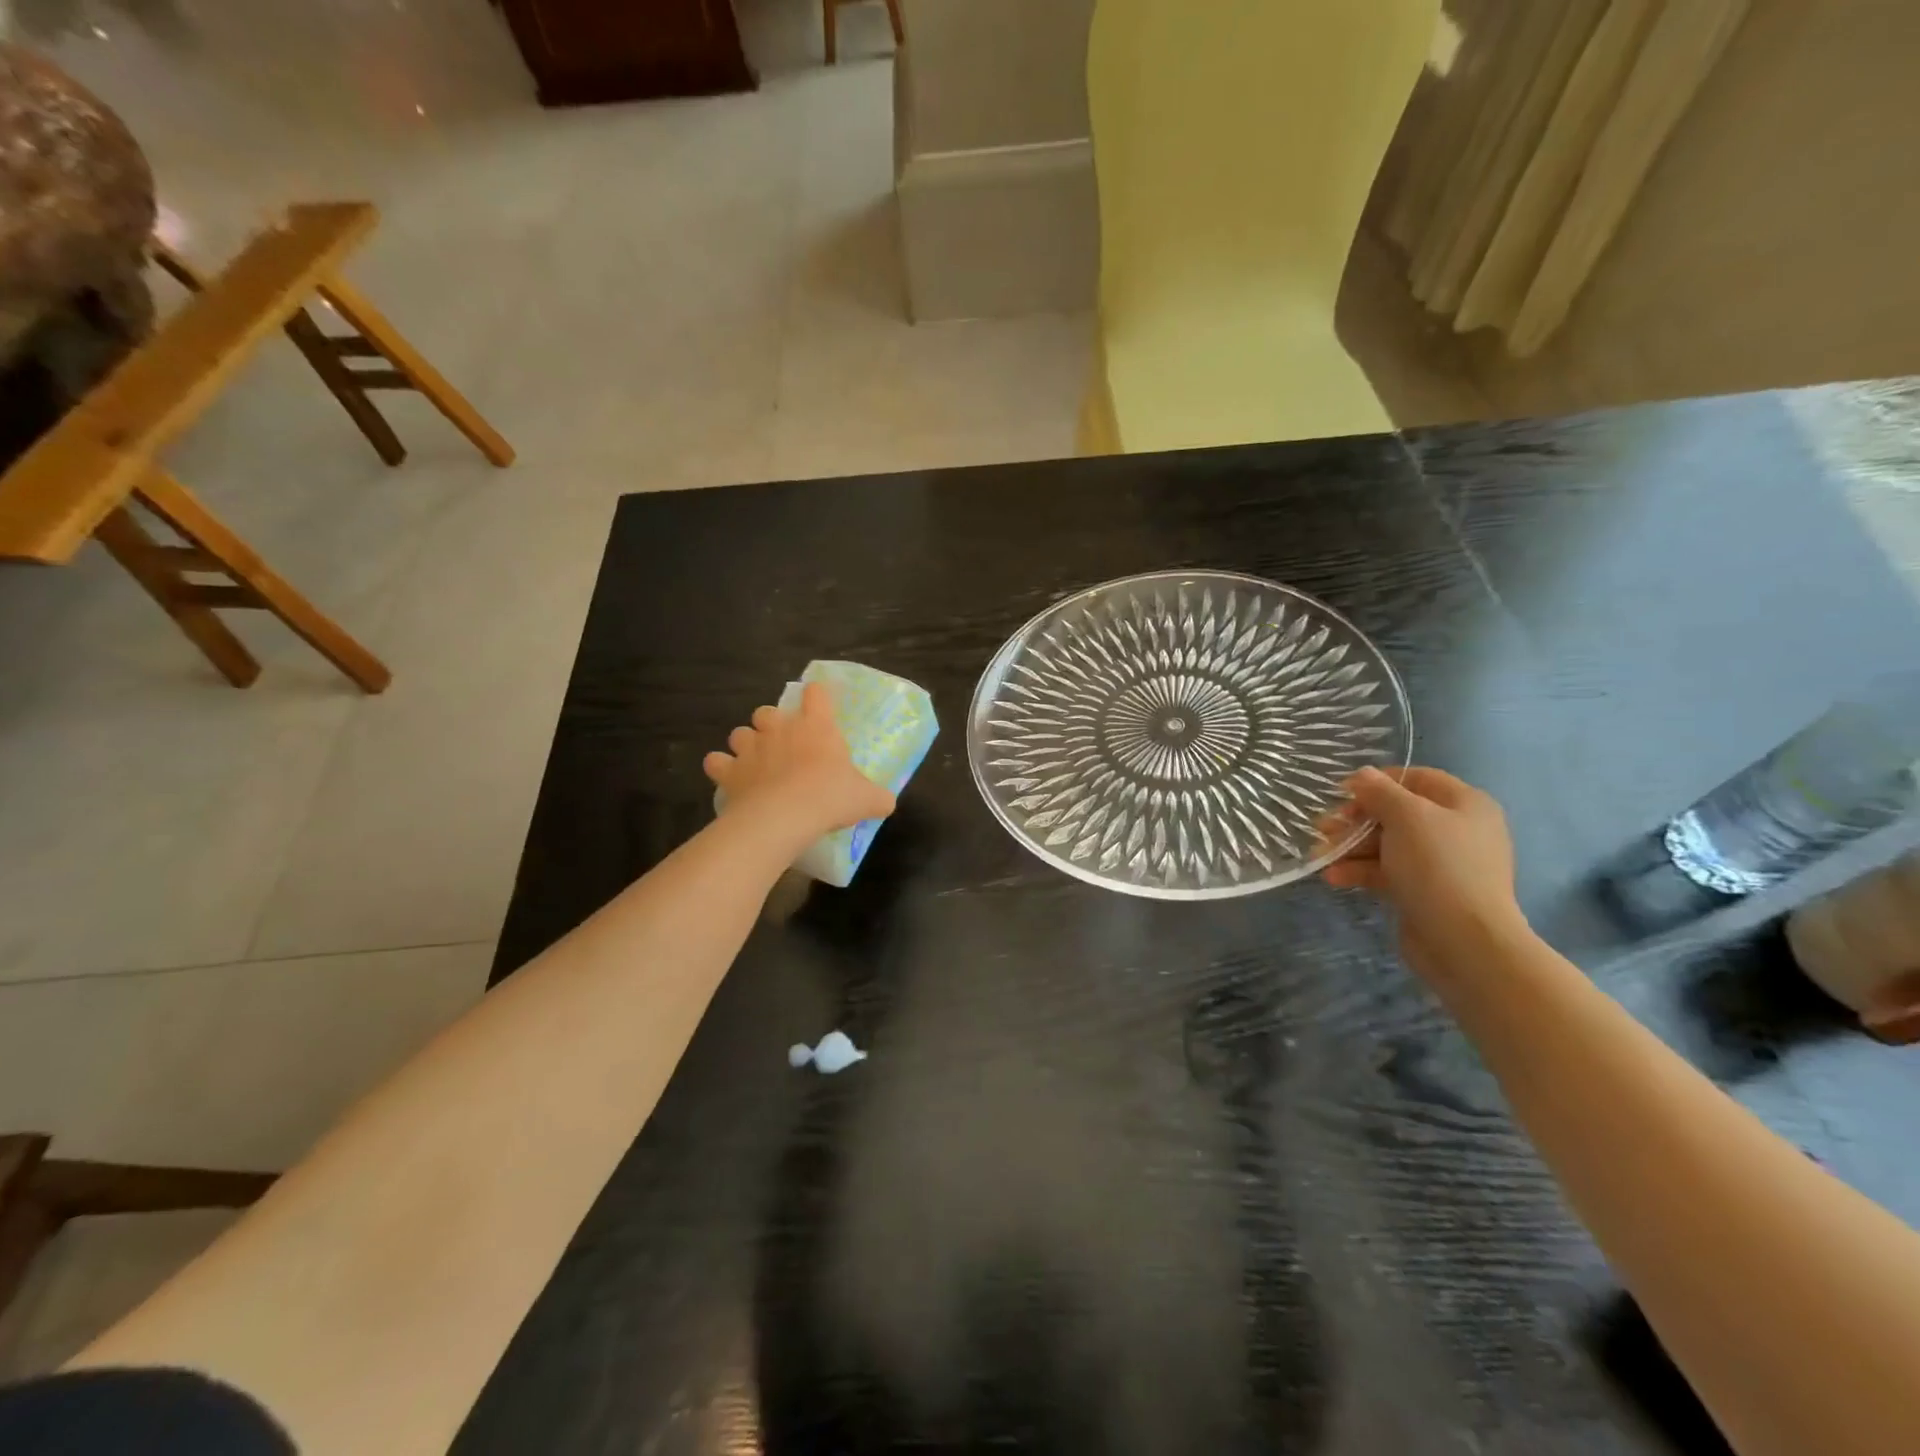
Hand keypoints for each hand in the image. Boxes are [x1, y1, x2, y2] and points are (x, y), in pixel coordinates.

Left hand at [703, 682, 895, 841]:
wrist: (784, 816)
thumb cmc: (829, 797)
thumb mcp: (866, 799)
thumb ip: (878, 797)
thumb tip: (887, 802)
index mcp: (816, 726)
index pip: (815, 694)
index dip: (816, 697)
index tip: (819, 707)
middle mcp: (780, 728)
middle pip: (767, 711)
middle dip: (772, 723)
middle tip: (783, 744)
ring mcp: (750, 747)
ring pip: (739, 732)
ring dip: (746, 744)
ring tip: (755, 761)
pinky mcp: (729, 770)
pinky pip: (716, 761)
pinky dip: (721, 768)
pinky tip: (730, 778)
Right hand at [1319, 766, 1526, 977]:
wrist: (1464, 941)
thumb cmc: (1438, 866)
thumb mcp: (1407, 817)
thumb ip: (1380, 791)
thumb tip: (1361, 775)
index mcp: (1464, 804)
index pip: (1416, 778)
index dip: (1377, 781)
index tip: (1342, 792)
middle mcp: (1456, 830)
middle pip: (1395, 813)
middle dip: (1355, 819)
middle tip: (1323, 827)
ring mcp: (1440, 863)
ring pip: (1386, 844)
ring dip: (1350, 847)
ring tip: (1319, 855)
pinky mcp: (1424, 891)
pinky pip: (1387, 871)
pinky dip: (1360, 871)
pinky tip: (1333, 877)